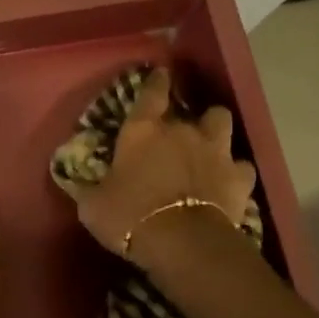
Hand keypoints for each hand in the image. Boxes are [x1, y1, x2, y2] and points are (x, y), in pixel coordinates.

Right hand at [66, 68, 257, 258]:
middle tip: (181, 132)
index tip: (161, 74)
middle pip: (195, 108)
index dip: (156, 82)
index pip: (151, 93)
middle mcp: (183, 131)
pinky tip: (228, 182)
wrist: (183, 243)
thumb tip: (77, 183)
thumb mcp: (93, 206)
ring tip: (210, 146)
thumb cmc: (130, 217)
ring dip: (216, 132)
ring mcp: (216, 152)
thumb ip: (89, 189)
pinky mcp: (240, 178)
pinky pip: (242, 166)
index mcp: (143, 131)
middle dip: (189, 118)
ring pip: (222, 123)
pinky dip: (235, 172)